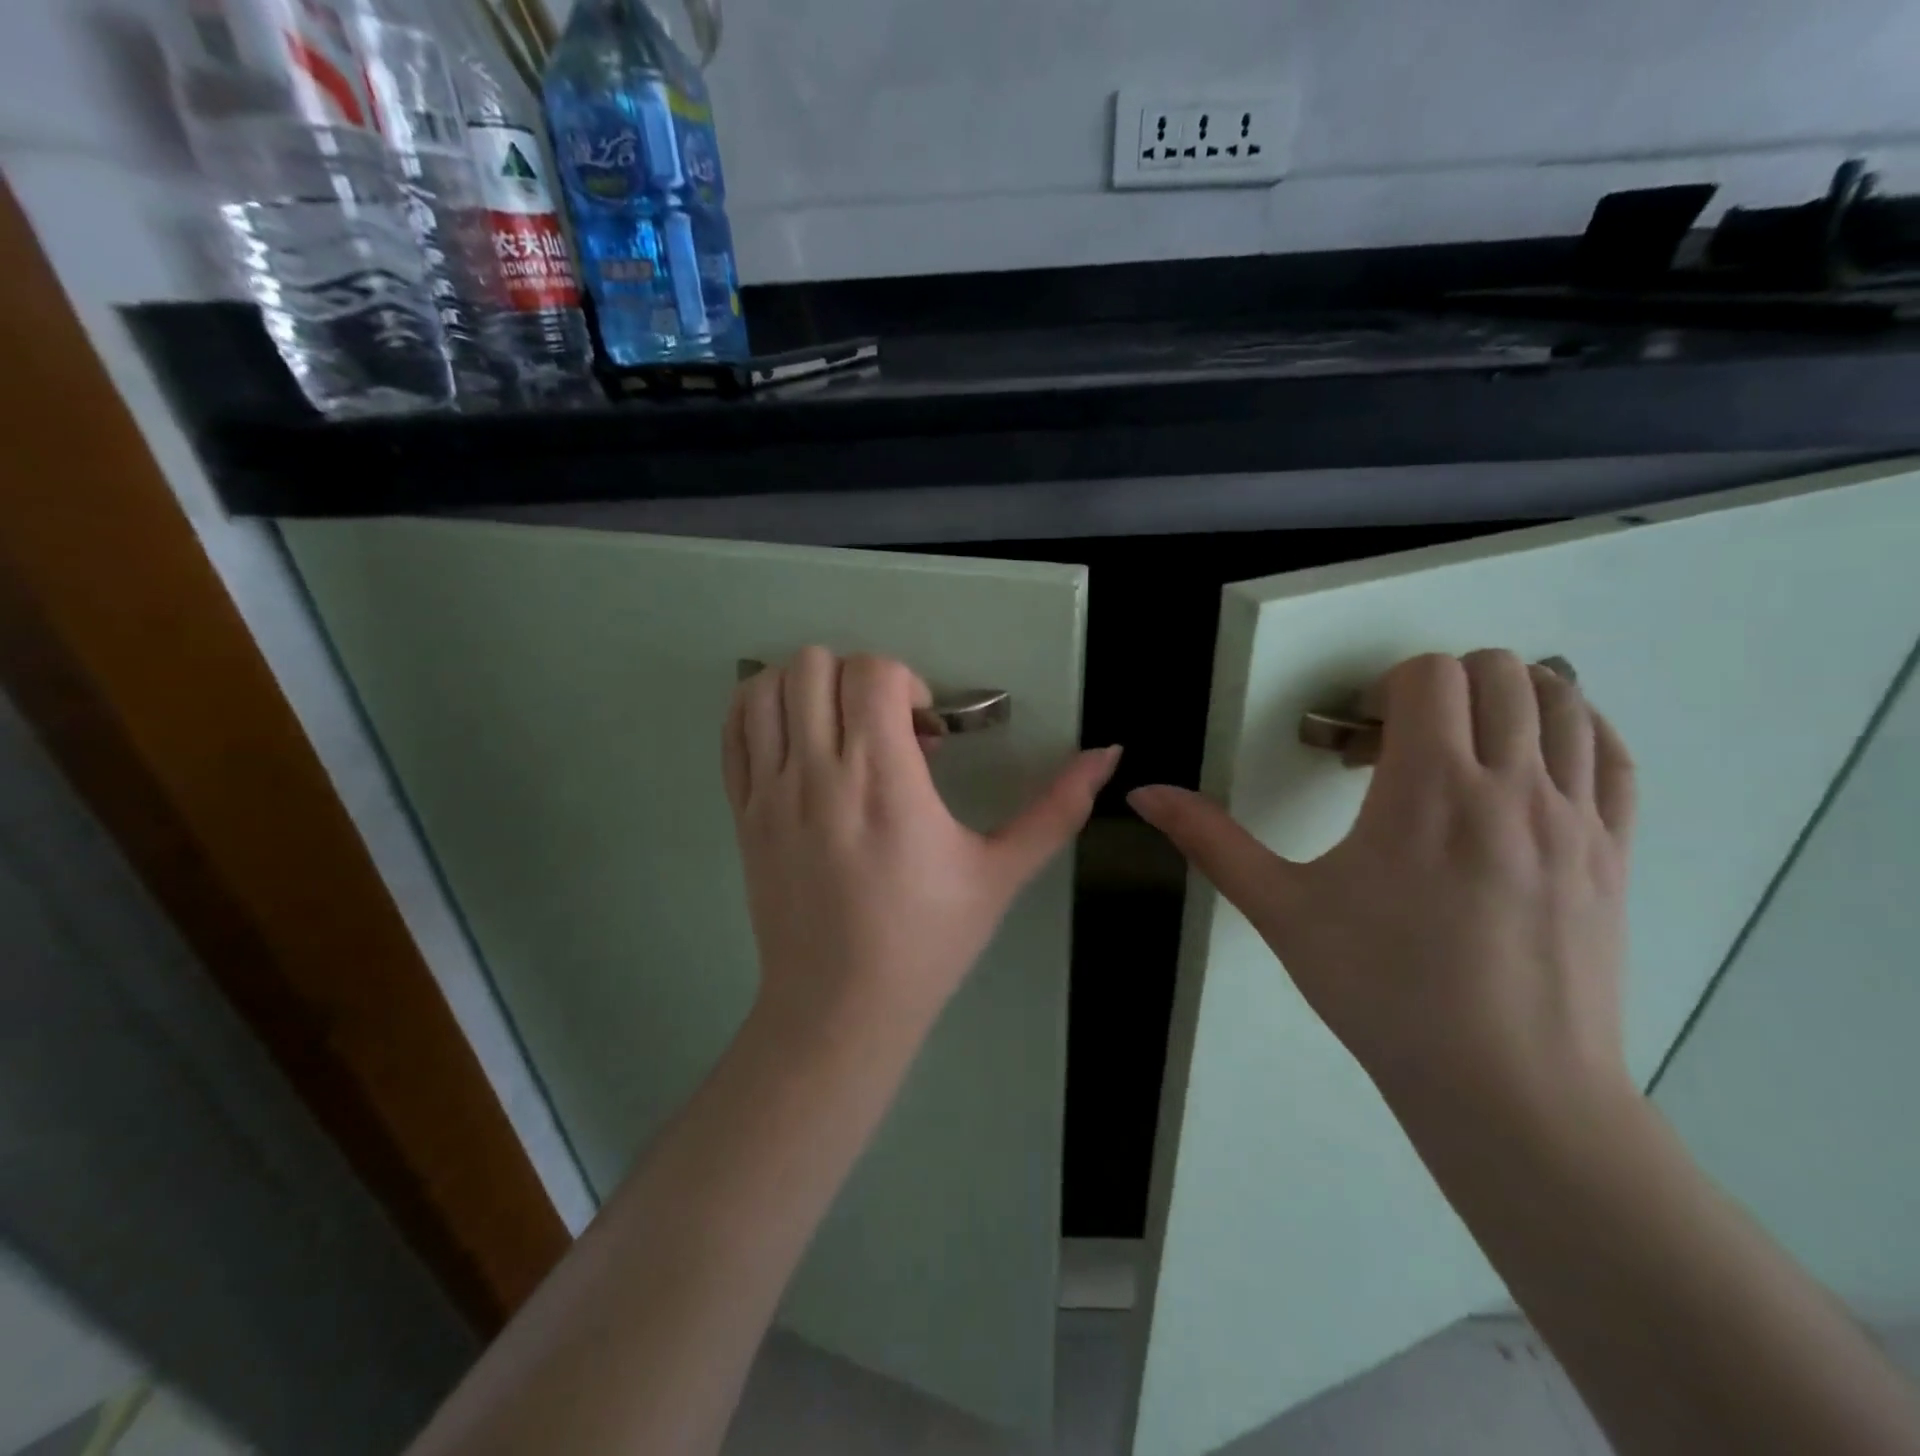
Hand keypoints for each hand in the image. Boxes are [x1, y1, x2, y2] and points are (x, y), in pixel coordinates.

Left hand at [724, 647, 1121, 1035]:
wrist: (839, 1010)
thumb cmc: (927, 942)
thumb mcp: (1001, 874)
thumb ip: (1057, 809)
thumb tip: (1110, 753)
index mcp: (883, 781)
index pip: (873, 672)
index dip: (906, 682)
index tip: (924, 731)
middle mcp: (817, 773)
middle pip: (814, 665)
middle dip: (859, 678)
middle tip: (884, 727)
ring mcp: (768, 792)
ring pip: (765, 686)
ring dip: (807, 688)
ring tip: (840, 729)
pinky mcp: (741, 812)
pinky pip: (734, 730)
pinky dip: (761, 710)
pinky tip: (798, 739)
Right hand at [1129, 650, 1636, 1130]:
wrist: (1507, 1088)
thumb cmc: (1381, 990)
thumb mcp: (1281, 910)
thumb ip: (1210, 841)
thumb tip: (1144, 795)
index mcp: (1429, 790)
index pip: (1427, 675)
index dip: (1382, 689)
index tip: (1357, 741)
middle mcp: (1512, 785)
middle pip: (1497, 671)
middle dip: (1439, 687)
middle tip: (1401, 746)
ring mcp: (1576, 817)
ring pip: (1563, 699)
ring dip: (1505, 700)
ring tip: (1461, 751)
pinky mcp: (1614, 851)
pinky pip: (1610, 753)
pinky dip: (1572, 731)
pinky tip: (1527, 766)